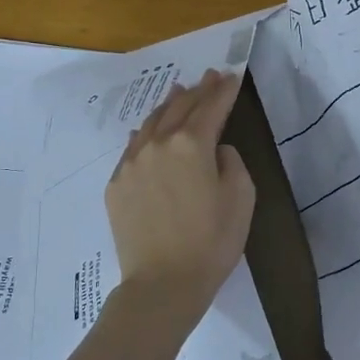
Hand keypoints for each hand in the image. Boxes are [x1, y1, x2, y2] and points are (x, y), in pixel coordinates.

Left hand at [106, 69, 255, 313]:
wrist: (162, 283)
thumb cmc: (212, 242)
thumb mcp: (241, 198)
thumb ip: (232, 162)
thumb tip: (217, 151)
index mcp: (193, 145)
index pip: (212, 107)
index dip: (224, 90)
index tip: (232, 75)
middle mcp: (158, 145)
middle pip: (180, 108)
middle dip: (198, 90)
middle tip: (210, 76)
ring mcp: (132, 163)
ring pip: (151, 123)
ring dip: (168, 105)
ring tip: (179, 92)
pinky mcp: (117, 184)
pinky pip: (132, 147)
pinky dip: (144, 132)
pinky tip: (147, 129)